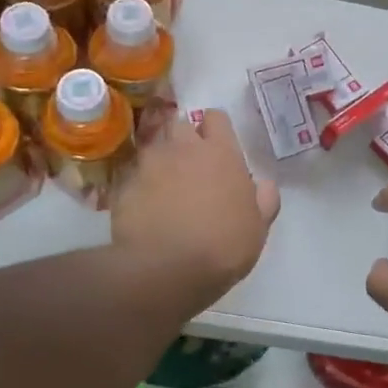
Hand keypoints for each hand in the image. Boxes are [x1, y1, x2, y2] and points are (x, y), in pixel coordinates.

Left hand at [112, 109, 280, 307]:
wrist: (165, 270)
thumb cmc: (222, 246)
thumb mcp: (258, 227)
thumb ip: (264, 199)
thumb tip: (264, 184)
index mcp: (220, 152)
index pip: (216, 117)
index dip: (216, 130)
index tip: (218, 148)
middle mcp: (183, 148)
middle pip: (180, 124)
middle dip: (184, 139)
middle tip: (190, 165)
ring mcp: (148, 164)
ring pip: (153, 147)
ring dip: (160, 160)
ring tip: (163, 186)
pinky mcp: (123, 185)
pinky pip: (132, 176)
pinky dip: (138, 185)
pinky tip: (144, 207)